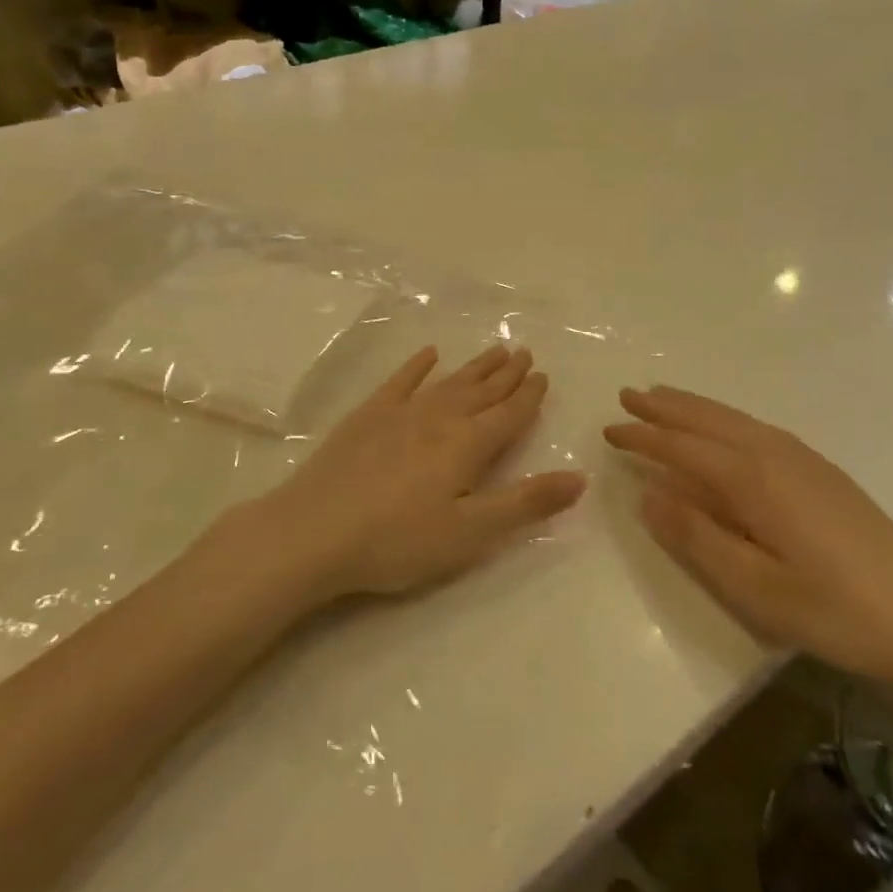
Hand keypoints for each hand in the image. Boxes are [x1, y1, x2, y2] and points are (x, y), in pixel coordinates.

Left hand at [249, 345, 586, 600]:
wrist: (313, 532)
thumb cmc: (398, 541)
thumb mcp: (471, 533)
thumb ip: (525, 503)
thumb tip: (580, 476)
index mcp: (468, 445)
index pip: (510, 415)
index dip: (529, 396)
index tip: (543, 375)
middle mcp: (440, 418)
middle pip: (482, 391)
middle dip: (507, 374)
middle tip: (525, 352)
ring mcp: (401, 413)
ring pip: (449, 382)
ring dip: (475, 367)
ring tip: (495, 350)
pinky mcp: (367, 416)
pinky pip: (400, 381)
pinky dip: (417, 366)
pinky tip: (428, 354)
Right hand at [605, 386, 892, 686]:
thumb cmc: (835, 609)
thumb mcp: (755, 587)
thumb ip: (697, 537)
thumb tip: (647, 493)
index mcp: (752, 480)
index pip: (683, 447)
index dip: (643, 437)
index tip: (609, 429)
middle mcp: (774, 454)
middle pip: (708, 420)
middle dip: (664, 407)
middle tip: (627, 394)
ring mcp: (802, 458)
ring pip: (734, 419)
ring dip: (694, 406)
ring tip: (663, 397)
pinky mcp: (821, 470)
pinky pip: (755, 427)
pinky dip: (724, 418)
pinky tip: (723, 428)